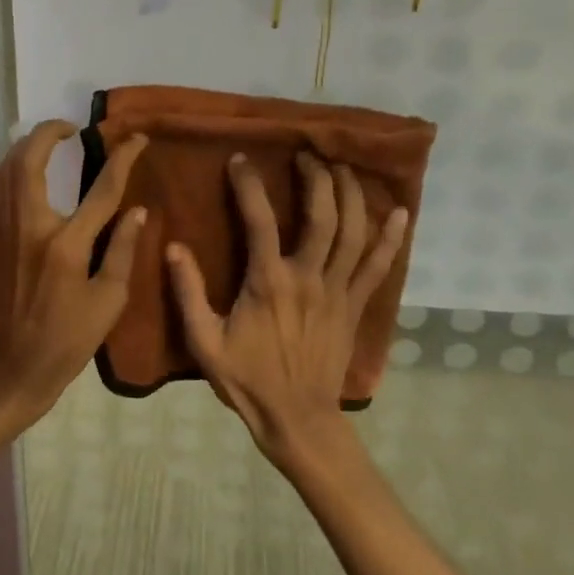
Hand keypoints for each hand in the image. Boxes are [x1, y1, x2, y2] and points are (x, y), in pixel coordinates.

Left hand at [0, 120, 148, 435]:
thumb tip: (137, 210)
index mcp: (65, 245)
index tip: (135, 139)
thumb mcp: (108, 302)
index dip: (122, 159)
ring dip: (24, 149)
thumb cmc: (67, 341)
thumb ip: (121, 250)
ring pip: (3, 170)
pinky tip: (15, 177)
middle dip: (49, 133)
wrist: (11, 369)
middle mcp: (26, 228)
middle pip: (30, 160)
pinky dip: (1, 174)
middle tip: (70, 129)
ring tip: (46, 146)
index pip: (100, 189)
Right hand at [166, 152, 406, 477]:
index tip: (240, 160)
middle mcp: (308, 279)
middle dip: (317, 179)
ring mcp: (338, 292)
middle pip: (322, 217)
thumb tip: (173, 247)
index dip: (249, 186)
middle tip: (307, 155)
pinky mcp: (355, 307)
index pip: (259, 221)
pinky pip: (378, 267)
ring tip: (343, 167)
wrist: (297, 419)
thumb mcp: (205, 342)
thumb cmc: (247, 380)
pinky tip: (400, 213)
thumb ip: (188, 293)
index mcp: (268, 283)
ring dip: (351, 195)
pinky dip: (391, 239)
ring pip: (353, 233)